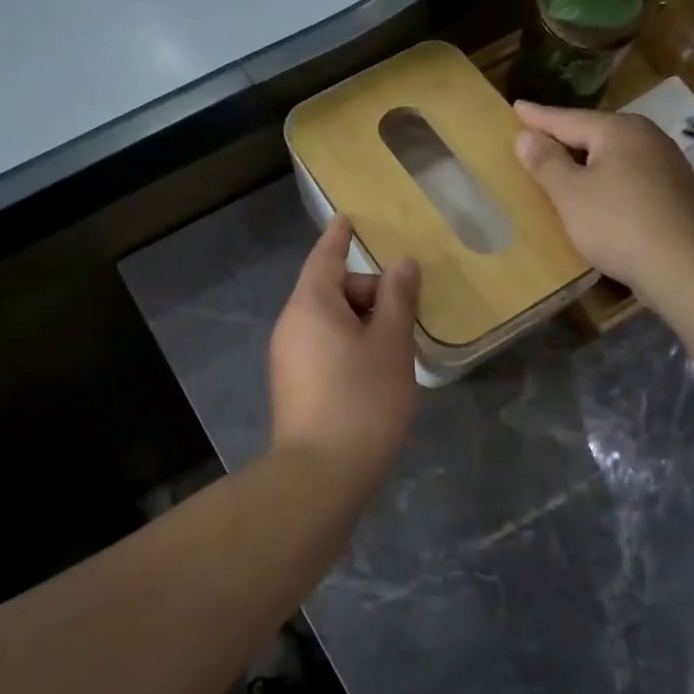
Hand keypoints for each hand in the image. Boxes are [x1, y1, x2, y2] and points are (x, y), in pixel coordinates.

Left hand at [269, 216, 421, 491]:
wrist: (320, 473)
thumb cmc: (362, 400)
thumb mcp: (390, 344)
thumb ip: (397, 299)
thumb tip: (402, 264)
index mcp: (311, 304)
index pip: (326, 257)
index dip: (340, 237)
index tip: (349, 219)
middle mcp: (291, 324)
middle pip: (331, 290)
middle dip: (368, 292)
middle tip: (406, 314)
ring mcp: (287, 356)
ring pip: (329, 322)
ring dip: (362, 322)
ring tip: (396, 346)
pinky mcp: (293, 384)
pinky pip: (323, 346)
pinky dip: (349, 344)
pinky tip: (375, 371)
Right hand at [514, 101, 693, 292]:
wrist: (686, 266)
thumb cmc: (618, 223)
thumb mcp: (571, 194)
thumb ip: (546, 163)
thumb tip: (526, 136)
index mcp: (619, 130)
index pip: (567, 118)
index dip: (538, 117)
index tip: (516, 107)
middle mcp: (646, 137)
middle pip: (594, 133)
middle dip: (564, 137)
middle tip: (534, 137)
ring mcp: (665, 164)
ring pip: (614, 156)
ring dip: (586, 161)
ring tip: (561, 166)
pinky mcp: (674, 192)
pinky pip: (628, 176)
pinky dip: (606, 180)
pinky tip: (596, 195)